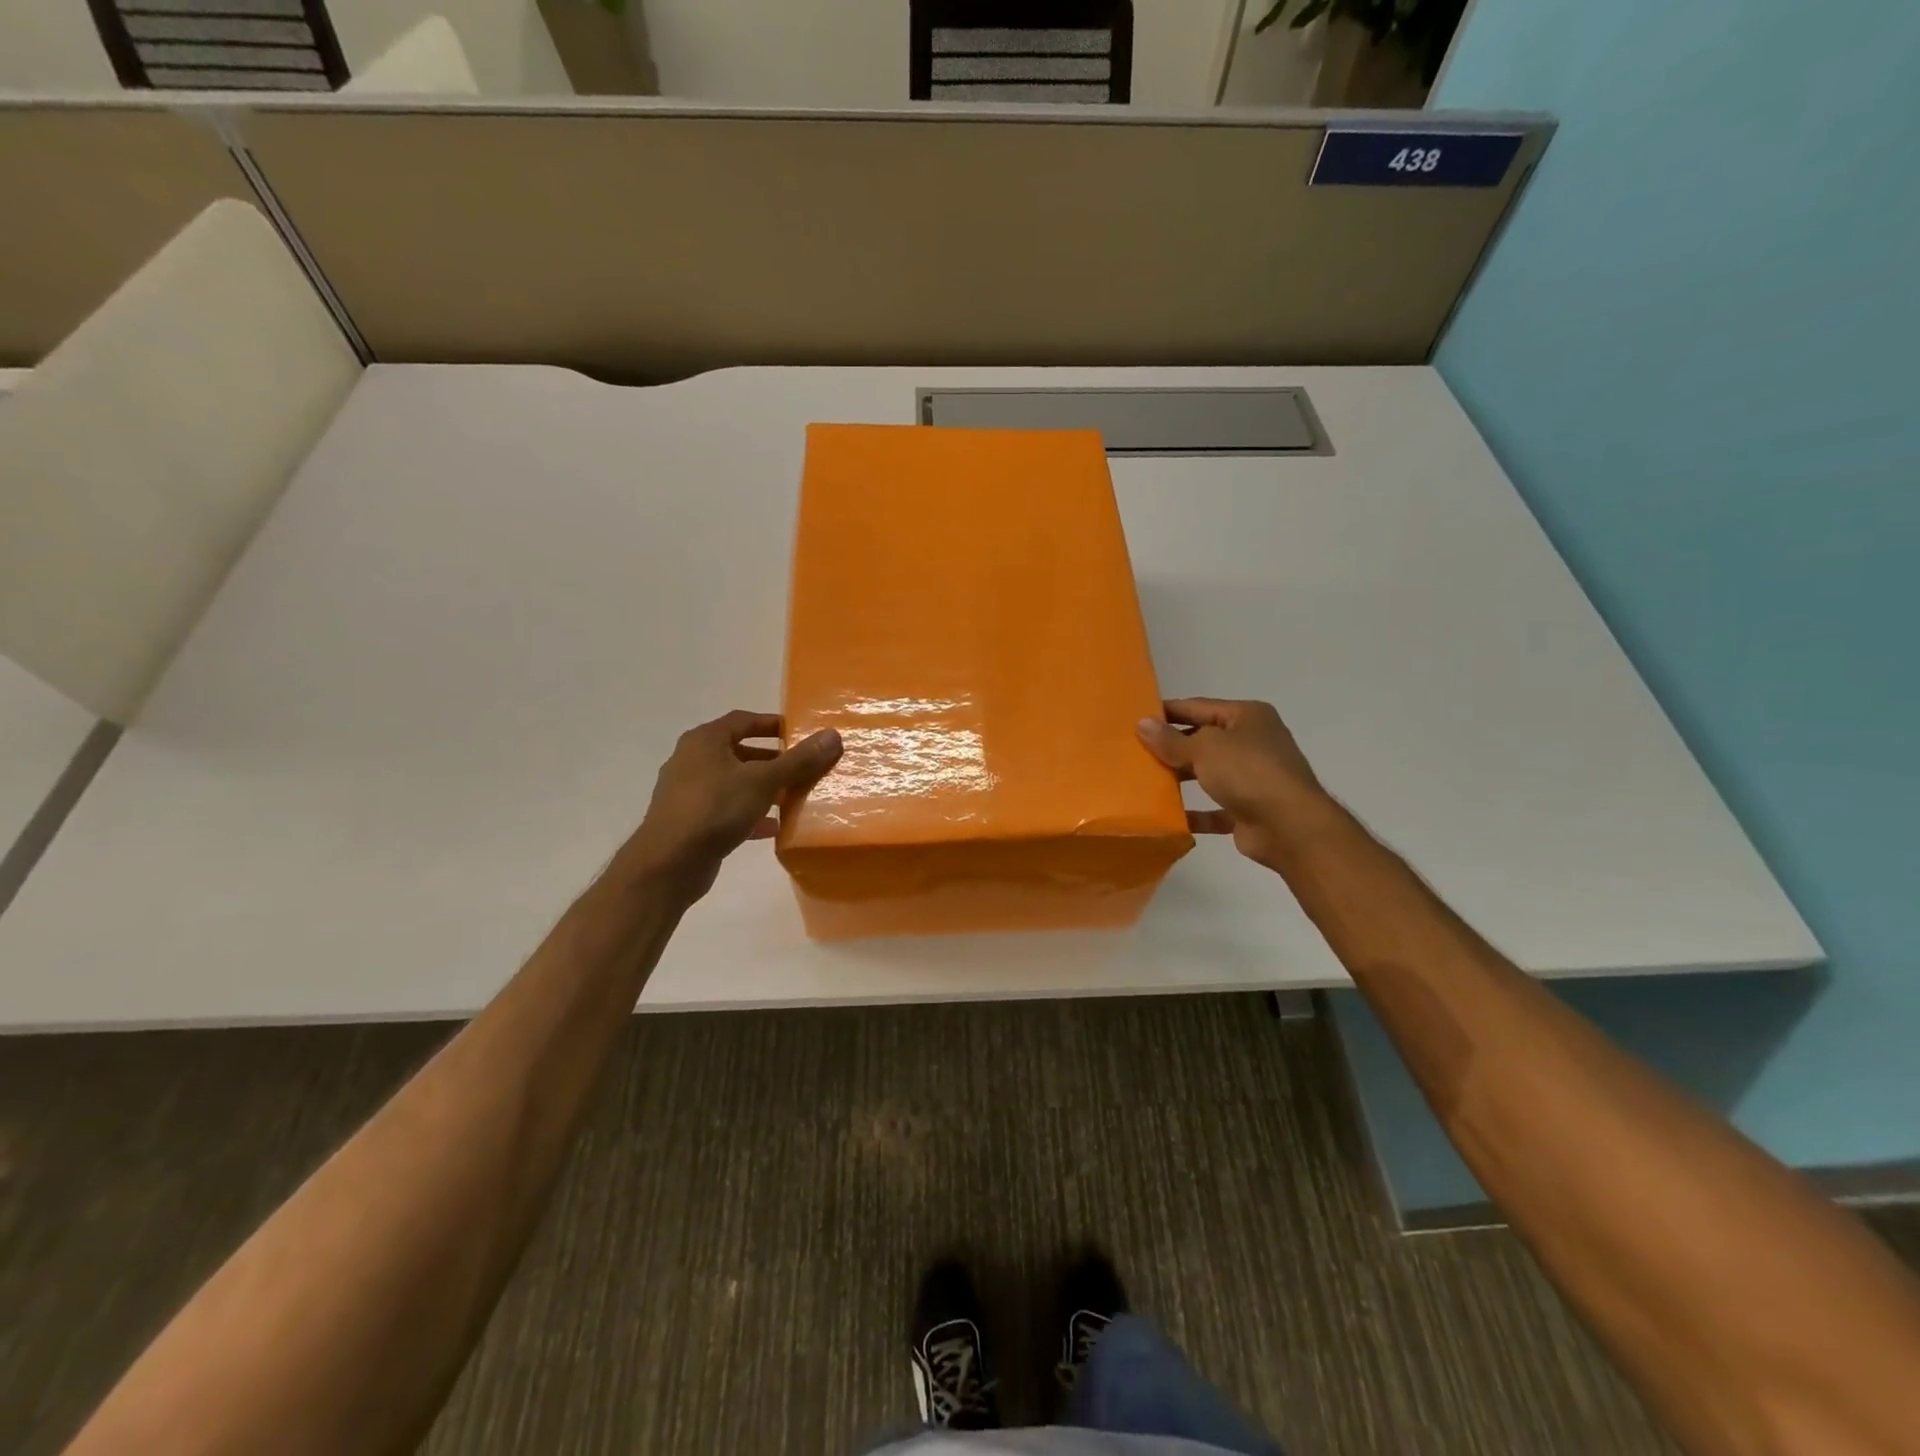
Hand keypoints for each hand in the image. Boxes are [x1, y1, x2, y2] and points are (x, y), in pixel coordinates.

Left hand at [621, 711, 842, 900]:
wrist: (668, 864)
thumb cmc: (714, 809)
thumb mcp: (763, 781)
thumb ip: (798, 760)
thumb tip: (833, 735)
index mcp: (704, 741)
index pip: (742, 720)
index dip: (771, 724)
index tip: (799, 733)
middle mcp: (692, 761)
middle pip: (739, 752)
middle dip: (771, 760)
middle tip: (801, 767)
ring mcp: (688, 793)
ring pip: (734, 783)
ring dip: (762, 788)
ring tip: (792, 797)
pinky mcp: (690, 822)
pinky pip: (726, 810)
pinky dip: (750, 814)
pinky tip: (773, 828)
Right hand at [1136, 698, 1327, 868]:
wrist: (1290, 827)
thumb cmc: (1248, 772)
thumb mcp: (1204, 748)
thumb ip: (1171, 739)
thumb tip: (1142, 723)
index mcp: (1247, 717)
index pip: (1198, 707)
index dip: (1167, 711)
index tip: (1135, 718)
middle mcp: (1253, 742)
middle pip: (1203, 740)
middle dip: (1171, 746)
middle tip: (1134, 751)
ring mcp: (1253, 777)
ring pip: (1208, 773)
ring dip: (1180, 778)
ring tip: (1144, 781)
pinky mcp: (1249, 810)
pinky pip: (1214, 808)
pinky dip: (1194, 812)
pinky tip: (1168, 816)